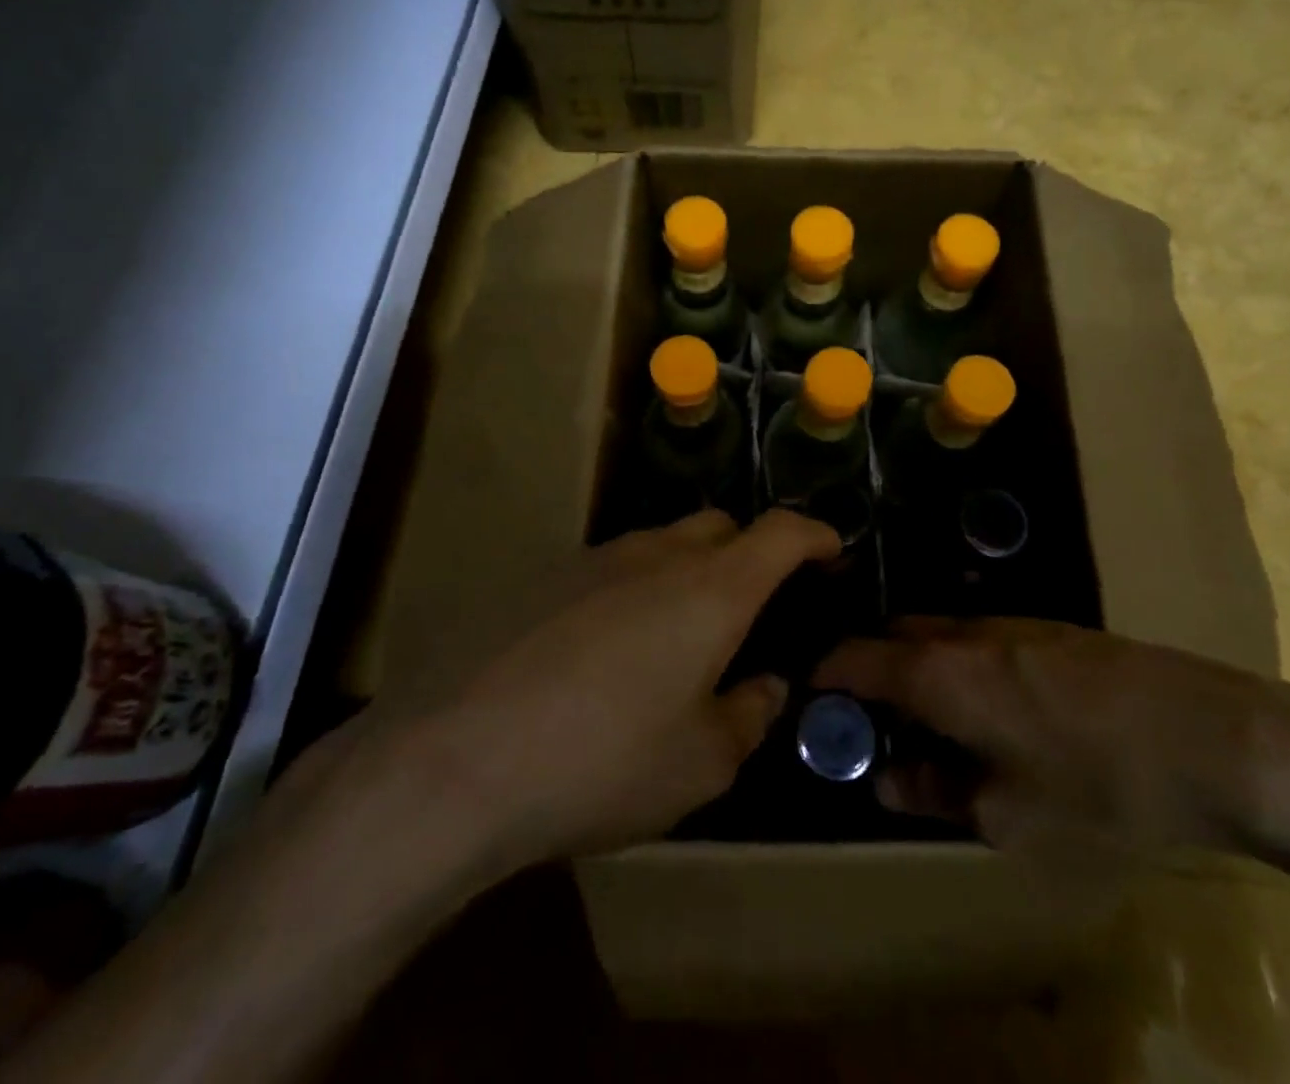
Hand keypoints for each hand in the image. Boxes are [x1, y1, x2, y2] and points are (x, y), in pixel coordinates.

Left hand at [427, 509, 838, 863]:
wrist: (457, 756)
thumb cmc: (604, 761)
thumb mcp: (700, 764)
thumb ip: (748, 716)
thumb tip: (765, 685)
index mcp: (711, 590)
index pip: (781, 533)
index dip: (815, 535)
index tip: (832, 550)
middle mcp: (656, 555)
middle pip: (719, 526)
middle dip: (749, 551)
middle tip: (752, 607)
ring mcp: (594, 559)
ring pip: (661, 544)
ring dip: (686, 573)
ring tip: (677, 638)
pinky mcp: (544, 577)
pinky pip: (611, 568)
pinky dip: (634, 590)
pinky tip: (608, 652)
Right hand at [815, 617, 1289, 859]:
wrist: (1218, 738)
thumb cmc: (1099, 786)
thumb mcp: (1008, 815)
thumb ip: (932, 791)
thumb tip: (885, 780)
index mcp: (938, 673)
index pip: (852, 657)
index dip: (825, 678)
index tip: (816, 707)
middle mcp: (963, 633)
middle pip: (892, 638)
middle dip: (872, 674)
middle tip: (878, 726)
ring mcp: (1010, 623)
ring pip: (938, 636)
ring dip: (919, 670)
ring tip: (938, 725)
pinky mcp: (1051, 628)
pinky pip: (979, 638)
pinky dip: (961, 665)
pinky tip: (998, 710)